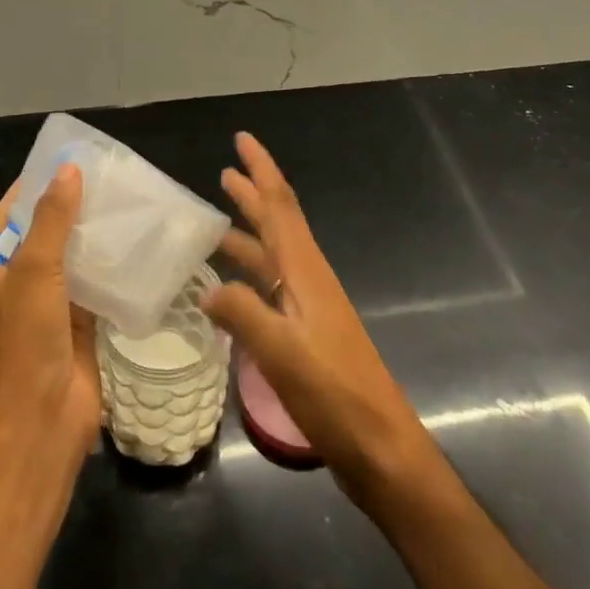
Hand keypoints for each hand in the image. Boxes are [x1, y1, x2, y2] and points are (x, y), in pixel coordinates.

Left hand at [0, 164, 100, 465]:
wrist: (43, 420)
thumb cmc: (24, 341)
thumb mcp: (33, 270)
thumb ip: (51, 219)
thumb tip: (69, 170)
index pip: (9, 213)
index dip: (35, 185)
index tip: (68, 159)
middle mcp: (11, 283)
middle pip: (41, 232)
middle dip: (69, 207)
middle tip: (106, 176)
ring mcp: (43, 304)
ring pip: (68, 256)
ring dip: (90, 234)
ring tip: (124, 200)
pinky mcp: (74, 321)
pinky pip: (90, 282)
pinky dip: (107, 263)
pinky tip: (133, 240)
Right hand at [202, 133, 437, 502]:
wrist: (383, 450)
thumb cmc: (337, 395)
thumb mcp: (283, 353)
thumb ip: (243, 314)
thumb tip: (206, 287)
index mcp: (305, 272)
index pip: (280, 205)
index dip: (261, 169)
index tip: (242, 139)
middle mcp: (309, 279)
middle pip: (278, 223)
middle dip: (253, 194)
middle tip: (224, 171)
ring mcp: (310, 308)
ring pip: (274, 255)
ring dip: (249, 233)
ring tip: (216, 222)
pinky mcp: (308, 335)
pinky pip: (272, 288)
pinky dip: (250, 275)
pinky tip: (230, 289)